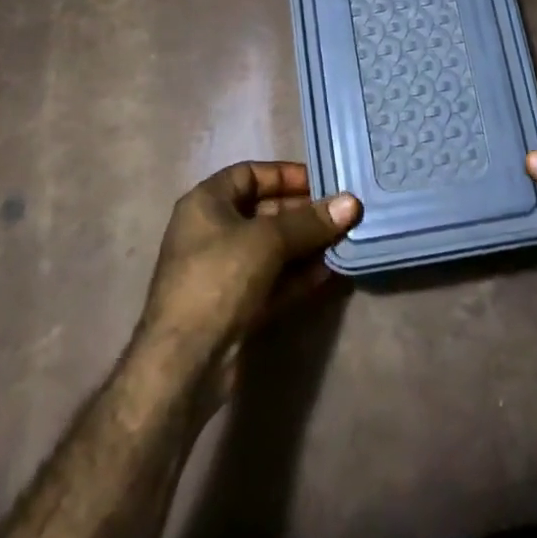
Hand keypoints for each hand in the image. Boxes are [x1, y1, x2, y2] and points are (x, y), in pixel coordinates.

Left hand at [141, 162, 360, 380]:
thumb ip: (310, 221)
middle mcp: (212, 232)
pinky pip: (272, 280)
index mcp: (206, 203)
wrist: (184, 363)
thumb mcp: (267, 240)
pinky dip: (297, 275)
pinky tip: (328, 271)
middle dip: (303, 213)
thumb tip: (352, 203)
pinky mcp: (235, 306)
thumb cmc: (219, 278)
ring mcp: (223, 271)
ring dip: (306, 245)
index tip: (322, 182)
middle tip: (342, 214)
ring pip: (271, 249)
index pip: (250, 174)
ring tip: (343, 240)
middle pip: (264, 212)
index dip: (285, 175)